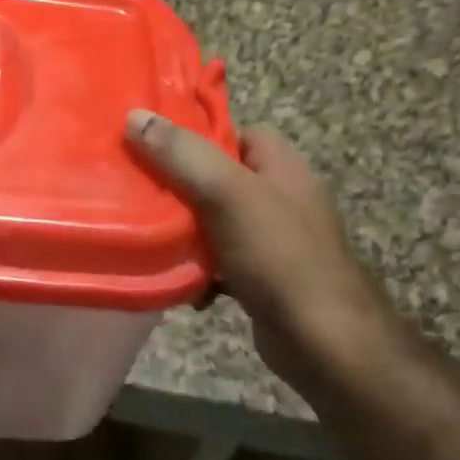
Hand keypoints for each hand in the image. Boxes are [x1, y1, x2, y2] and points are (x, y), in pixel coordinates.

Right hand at [126, 108, 411, 398]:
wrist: (325, 343)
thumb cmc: (280, 256)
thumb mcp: (227, 194)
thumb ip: (182, 153)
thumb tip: (134, 115)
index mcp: (280, 165)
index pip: (232, 131)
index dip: (192, 134)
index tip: (148, 143)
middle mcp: (278, 195)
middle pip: (216, 176)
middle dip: (177, 184)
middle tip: (134, 188)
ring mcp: (271, 239)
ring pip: (212, 220)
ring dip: (182, 231)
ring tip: (145, 233)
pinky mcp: (261, 276)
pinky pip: (218, 261)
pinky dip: (197, 269)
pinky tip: (178, 282)